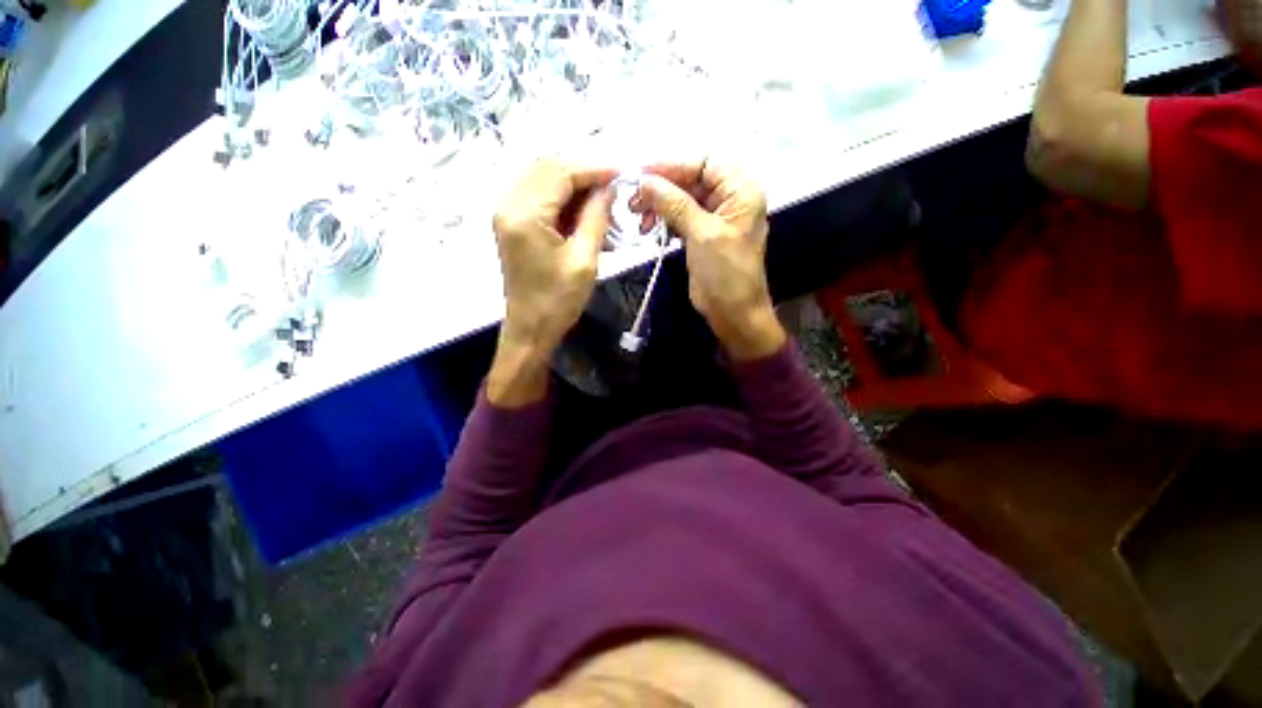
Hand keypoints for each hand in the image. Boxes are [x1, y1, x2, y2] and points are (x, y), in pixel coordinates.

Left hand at [488, 159, 614, 405]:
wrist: (530, 330)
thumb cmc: (558, 302)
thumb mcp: (585, 260)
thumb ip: (596, 217)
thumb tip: (610, 187)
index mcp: (525, 214)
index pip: (561, 171)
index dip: (595, 168)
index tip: (624, 173)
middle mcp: (509, 204)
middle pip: (548, 167)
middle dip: (585, 173)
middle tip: (614, 188)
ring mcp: (508, 213)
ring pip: (544, 179)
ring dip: (575, 186)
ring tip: (603, 202)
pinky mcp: (513, 223)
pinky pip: (540, 197)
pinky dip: (564, 199)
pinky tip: (585, 213)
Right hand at [634, 161, 785, 360]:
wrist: (733, 313)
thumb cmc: (726, 273)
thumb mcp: (702, 234)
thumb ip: (675, 204)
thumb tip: (645, 180)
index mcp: (740, 191)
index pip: (705, 163)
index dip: (673, 166)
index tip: (641, 175)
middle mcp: (729, 199)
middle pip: (691, 180)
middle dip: (662, 188)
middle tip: (634, 200)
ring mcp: (714, 219)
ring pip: (682, 200)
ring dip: (659, 205)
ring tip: (638, 218)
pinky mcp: (701, 236)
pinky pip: (680, 219)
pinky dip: (664, 221)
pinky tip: (648, 228)